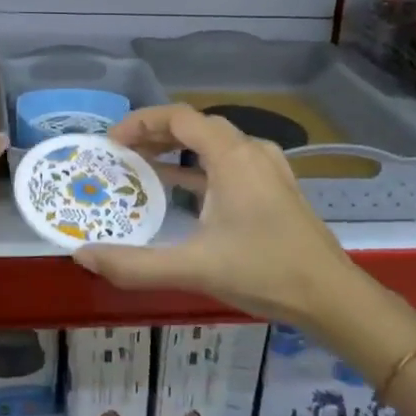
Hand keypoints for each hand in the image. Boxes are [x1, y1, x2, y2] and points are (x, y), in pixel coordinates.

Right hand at [73, 104, 355, 325]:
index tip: (112, 142)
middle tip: (121, 153)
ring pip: (214, 144)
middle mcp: (251, 151)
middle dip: (155, 133)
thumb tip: (82, 256)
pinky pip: (229, 163)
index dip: (141, 122)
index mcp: (232, 156)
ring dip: (177, 149)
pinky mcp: (275, 188)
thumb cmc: (265, 272)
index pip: (179, 117)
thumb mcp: (194, 267)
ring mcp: (268, 169)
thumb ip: (135, 264)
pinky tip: (182, 190)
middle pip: (196, 125)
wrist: (332, 298)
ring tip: (143, 166)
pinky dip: (199, 167)